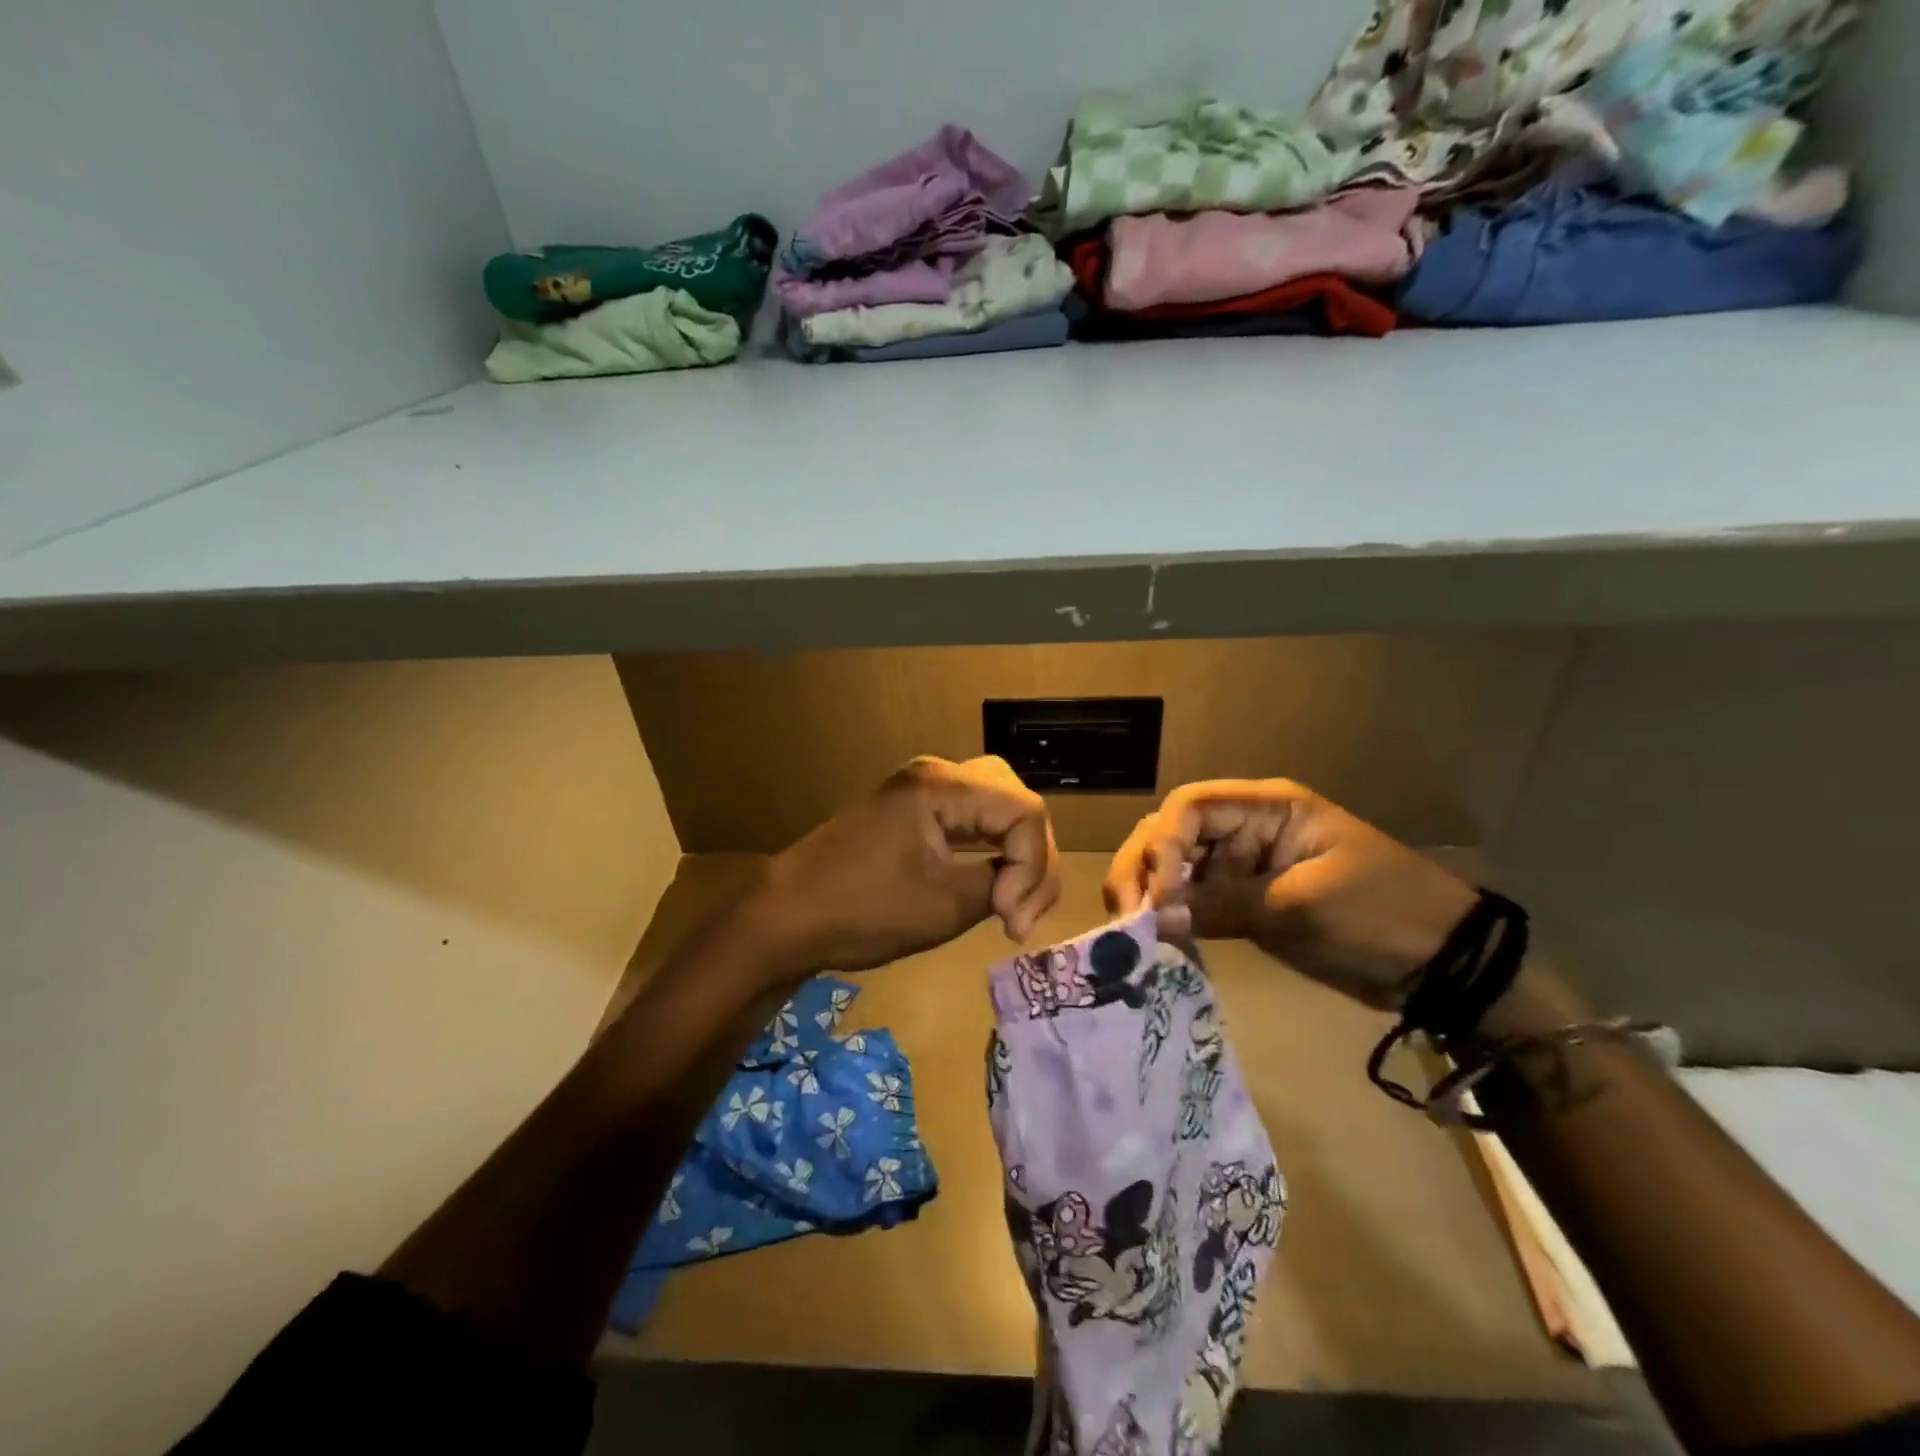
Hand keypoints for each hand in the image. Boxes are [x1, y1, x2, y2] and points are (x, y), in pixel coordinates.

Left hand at [749, 755, 1059, 976]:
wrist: (787, 916)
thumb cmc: (862, 911)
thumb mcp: (944, 906)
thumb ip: (1000, 885)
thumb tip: (1019, 885)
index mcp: (942, 786)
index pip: (1025, 812)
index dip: (1033, 868)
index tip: (1008, 920)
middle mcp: (936, 774)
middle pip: (1016, 801)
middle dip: (1032, 856)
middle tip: (1020, 910)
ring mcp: (922, 789)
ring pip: (998, 807)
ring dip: (1015, 853)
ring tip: (1013, 904)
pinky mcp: (913, 810)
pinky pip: (972, 818)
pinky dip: (991, 848)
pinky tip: (995, 884)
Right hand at [1103, 778, 1476, 1010]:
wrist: (1441, 964)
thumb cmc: (1382, 914)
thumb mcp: (1303, 906)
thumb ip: (1224, 906)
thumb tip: (1155, 917)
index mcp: (1266, 808)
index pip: (1190, 807)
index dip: (1164, 845)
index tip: (1161, 896)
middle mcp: (1244, 828)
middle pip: (1170, 833)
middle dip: (1143, 869)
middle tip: (1128, 918)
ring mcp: (1241, 866)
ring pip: (1174, 867)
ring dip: (1150, 894)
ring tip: (1135, 933)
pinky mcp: (1243, 901)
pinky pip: (1193, 901)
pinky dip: (1171, 918)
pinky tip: (1159, 941)